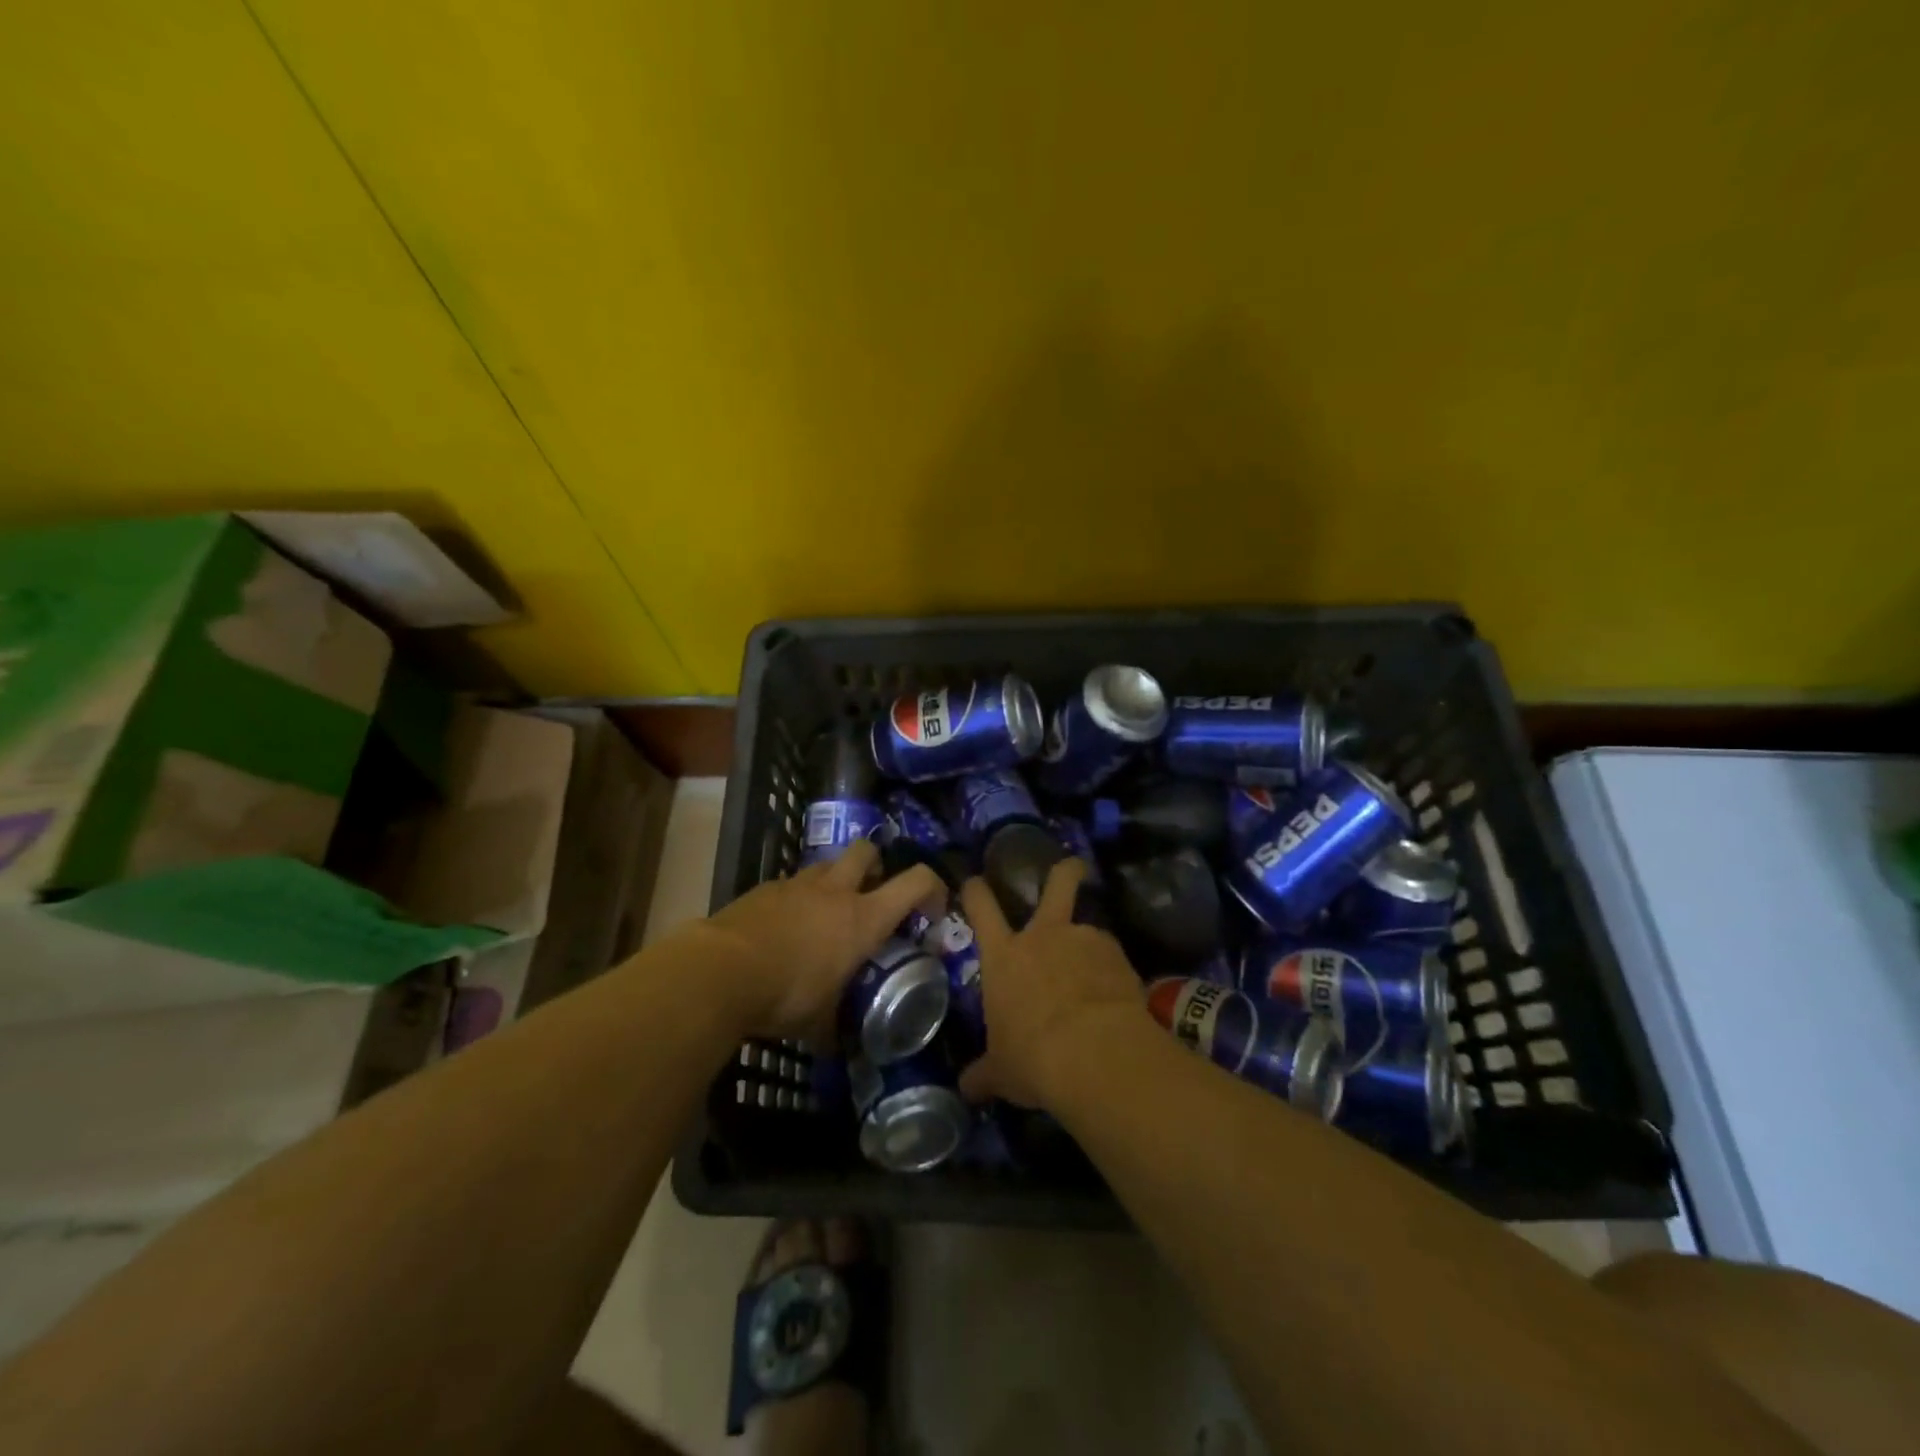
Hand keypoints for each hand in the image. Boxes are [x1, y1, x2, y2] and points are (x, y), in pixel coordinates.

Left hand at [697, 839, 943, 1040]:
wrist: (720, 971)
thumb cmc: (785, 995)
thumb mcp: (819, 1023)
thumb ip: (834, 1029)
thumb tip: (837, 1046)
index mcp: (863, 919)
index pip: (916, 881)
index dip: (933, 887)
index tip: (932, 910)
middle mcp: (835, 892)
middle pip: (867, 851)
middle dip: (876, 865)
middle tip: (871, 894)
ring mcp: (796, 885)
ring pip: (826, 864)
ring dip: (833, 881)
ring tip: (825, 912)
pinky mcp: (763, 889)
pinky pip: (789, 884)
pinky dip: (795, 899)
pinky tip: (783, 928)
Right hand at [958, 859, 1150, 1109]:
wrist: (1093, 1054)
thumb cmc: (1032, 1058)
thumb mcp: (1001, 1072)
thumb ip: (984, 1074)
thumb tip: (966, 1089)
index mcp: (1004, 956)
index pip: (981, 907)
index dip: (976, 890)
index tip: (975, 881)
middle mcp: (1043, 936)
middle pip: (1056, 884)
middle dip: (1065, 871)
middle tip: (1073, 866)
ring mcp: (1083, 940)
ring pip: (1089, 927)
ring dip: (1091, 945)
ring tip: (1099, 975)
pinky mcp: (1117, 956)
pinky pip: (1112, 957)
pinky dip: (1113, 971)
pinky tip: (1117, 998)